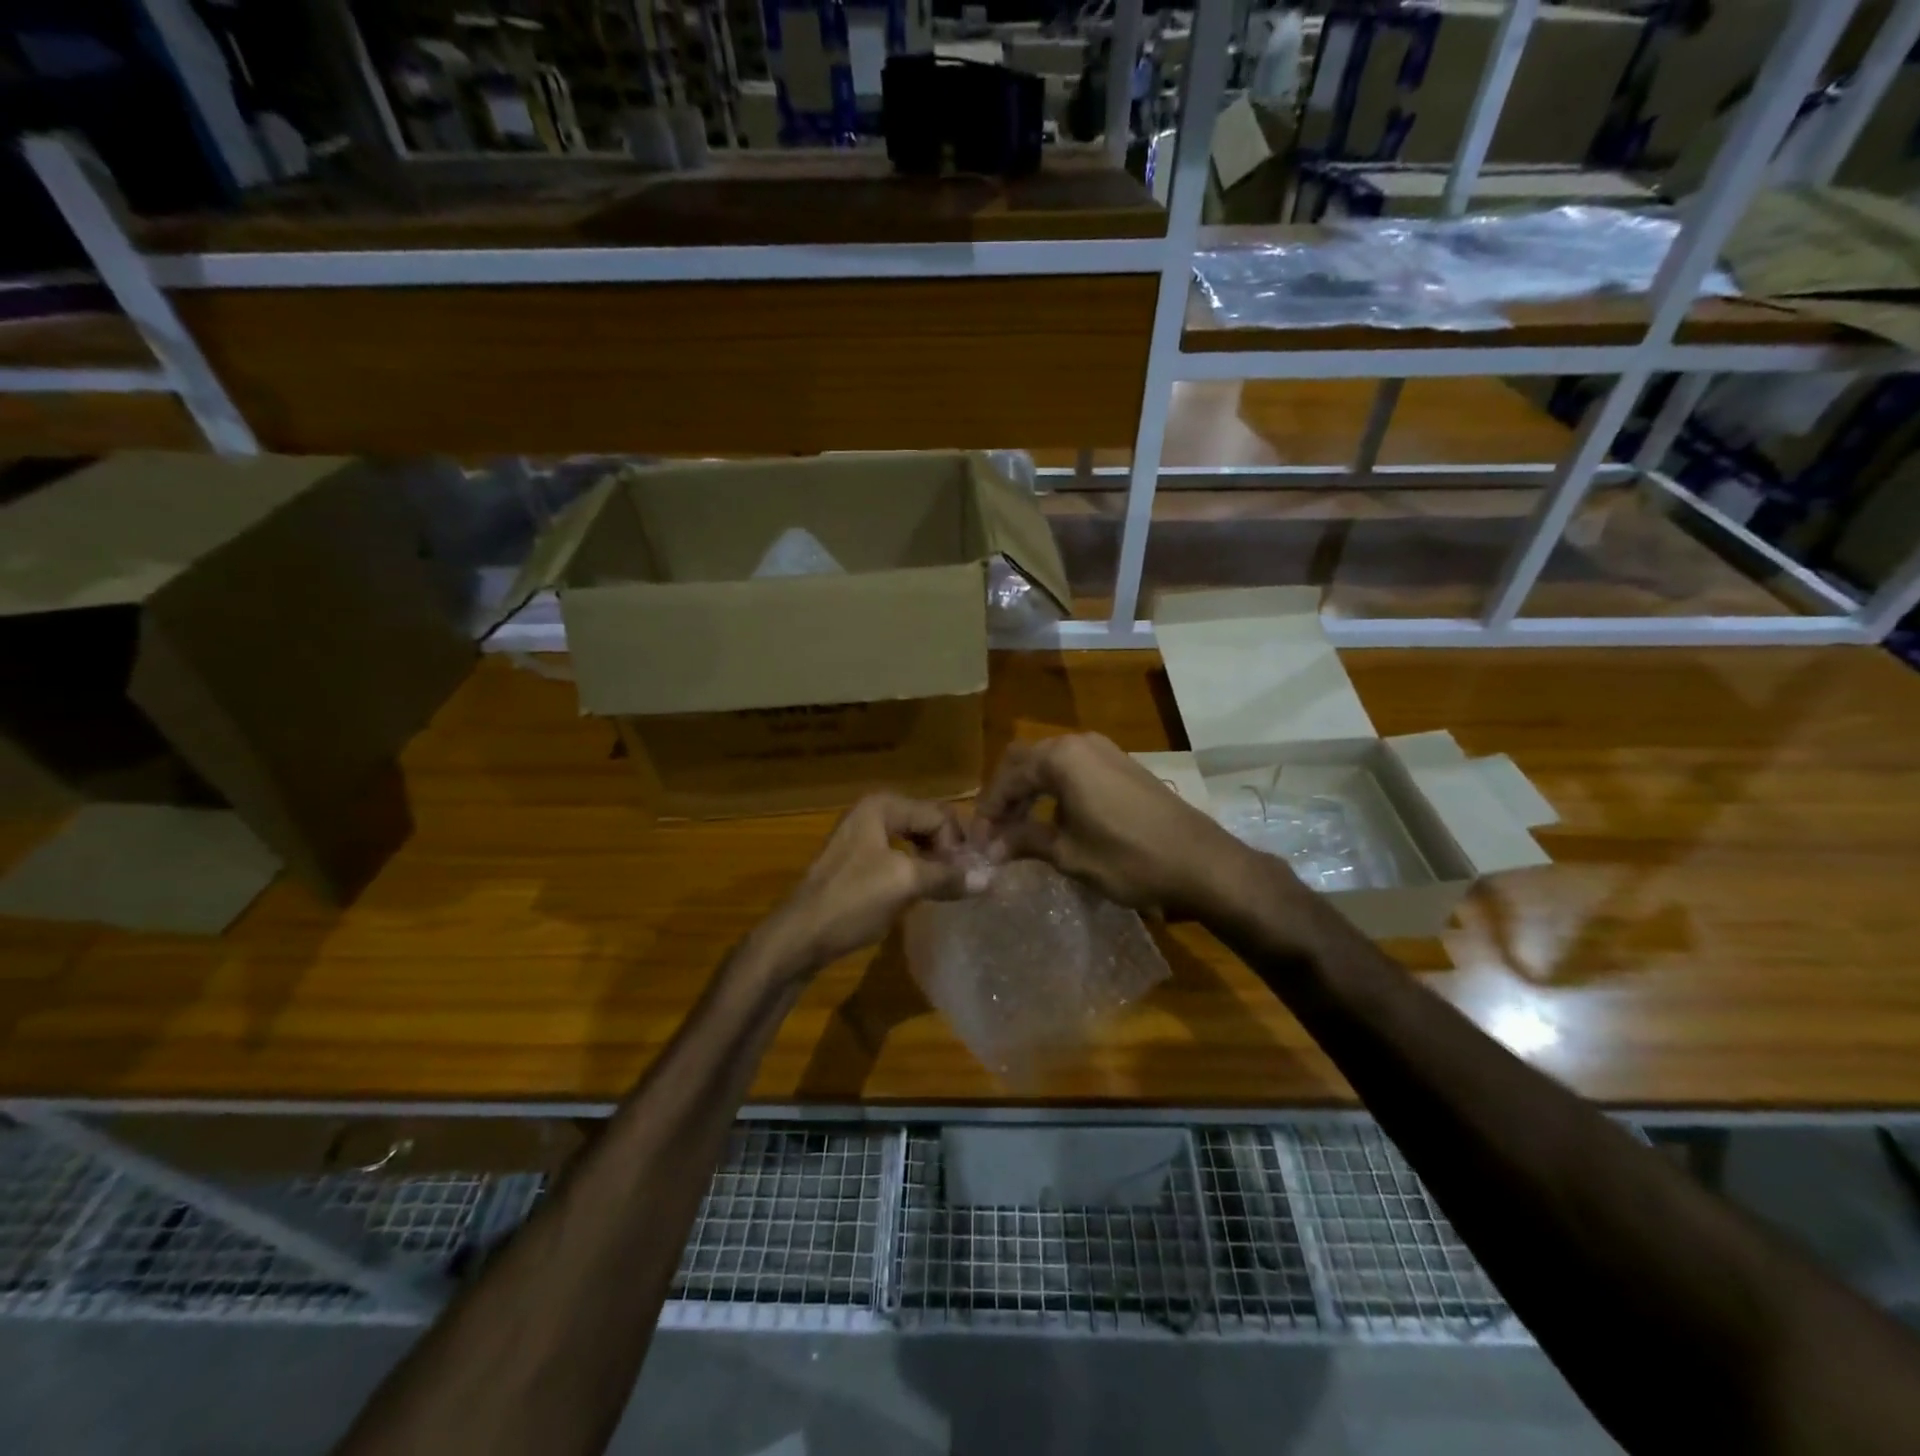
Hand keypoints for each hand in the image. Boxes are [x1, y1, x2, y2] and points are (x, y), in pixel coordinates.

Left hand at [758, 793, 968, 977]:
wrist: (799, 937)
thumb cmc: (851, 901)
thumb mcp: (904, 884)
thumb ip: (947, 877)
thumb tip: (990, 879)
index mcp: (882, 806)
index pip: (939, 814)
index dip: (956, 845)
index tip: (963, 878)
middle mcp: (873, 812)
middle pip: (928, 823)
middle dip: (948, 850)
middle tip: (960, 882)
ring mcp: (863, 837)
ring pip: (915, 841)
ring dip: (934, 862)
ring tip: (946, 889)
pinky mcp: (858, 862)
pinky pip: (900, 857)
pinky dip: (916, 871)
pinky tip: (923, 893)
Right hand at [971, 734, 1253, 914]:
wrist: (1200, 862)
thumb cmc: (1128, 858)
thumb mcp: (1068, 854)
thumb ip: (1024, 842)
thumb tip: (988, 848)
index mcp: (1061, 757)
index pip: (1007, 777)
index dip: (987, 811)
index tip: (978, 844)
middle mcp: (1079, 743)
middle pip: (1024, 762)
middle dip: (1004, 797)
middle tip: (993, 835)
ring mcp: (1104, 750)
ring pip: (1048, 764)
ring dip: (1028, 793)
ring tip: (1016, 832)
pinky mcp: (1120, 765)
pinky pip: (1072, 769)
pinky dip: (1053, 791)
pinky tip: (1051, 821)